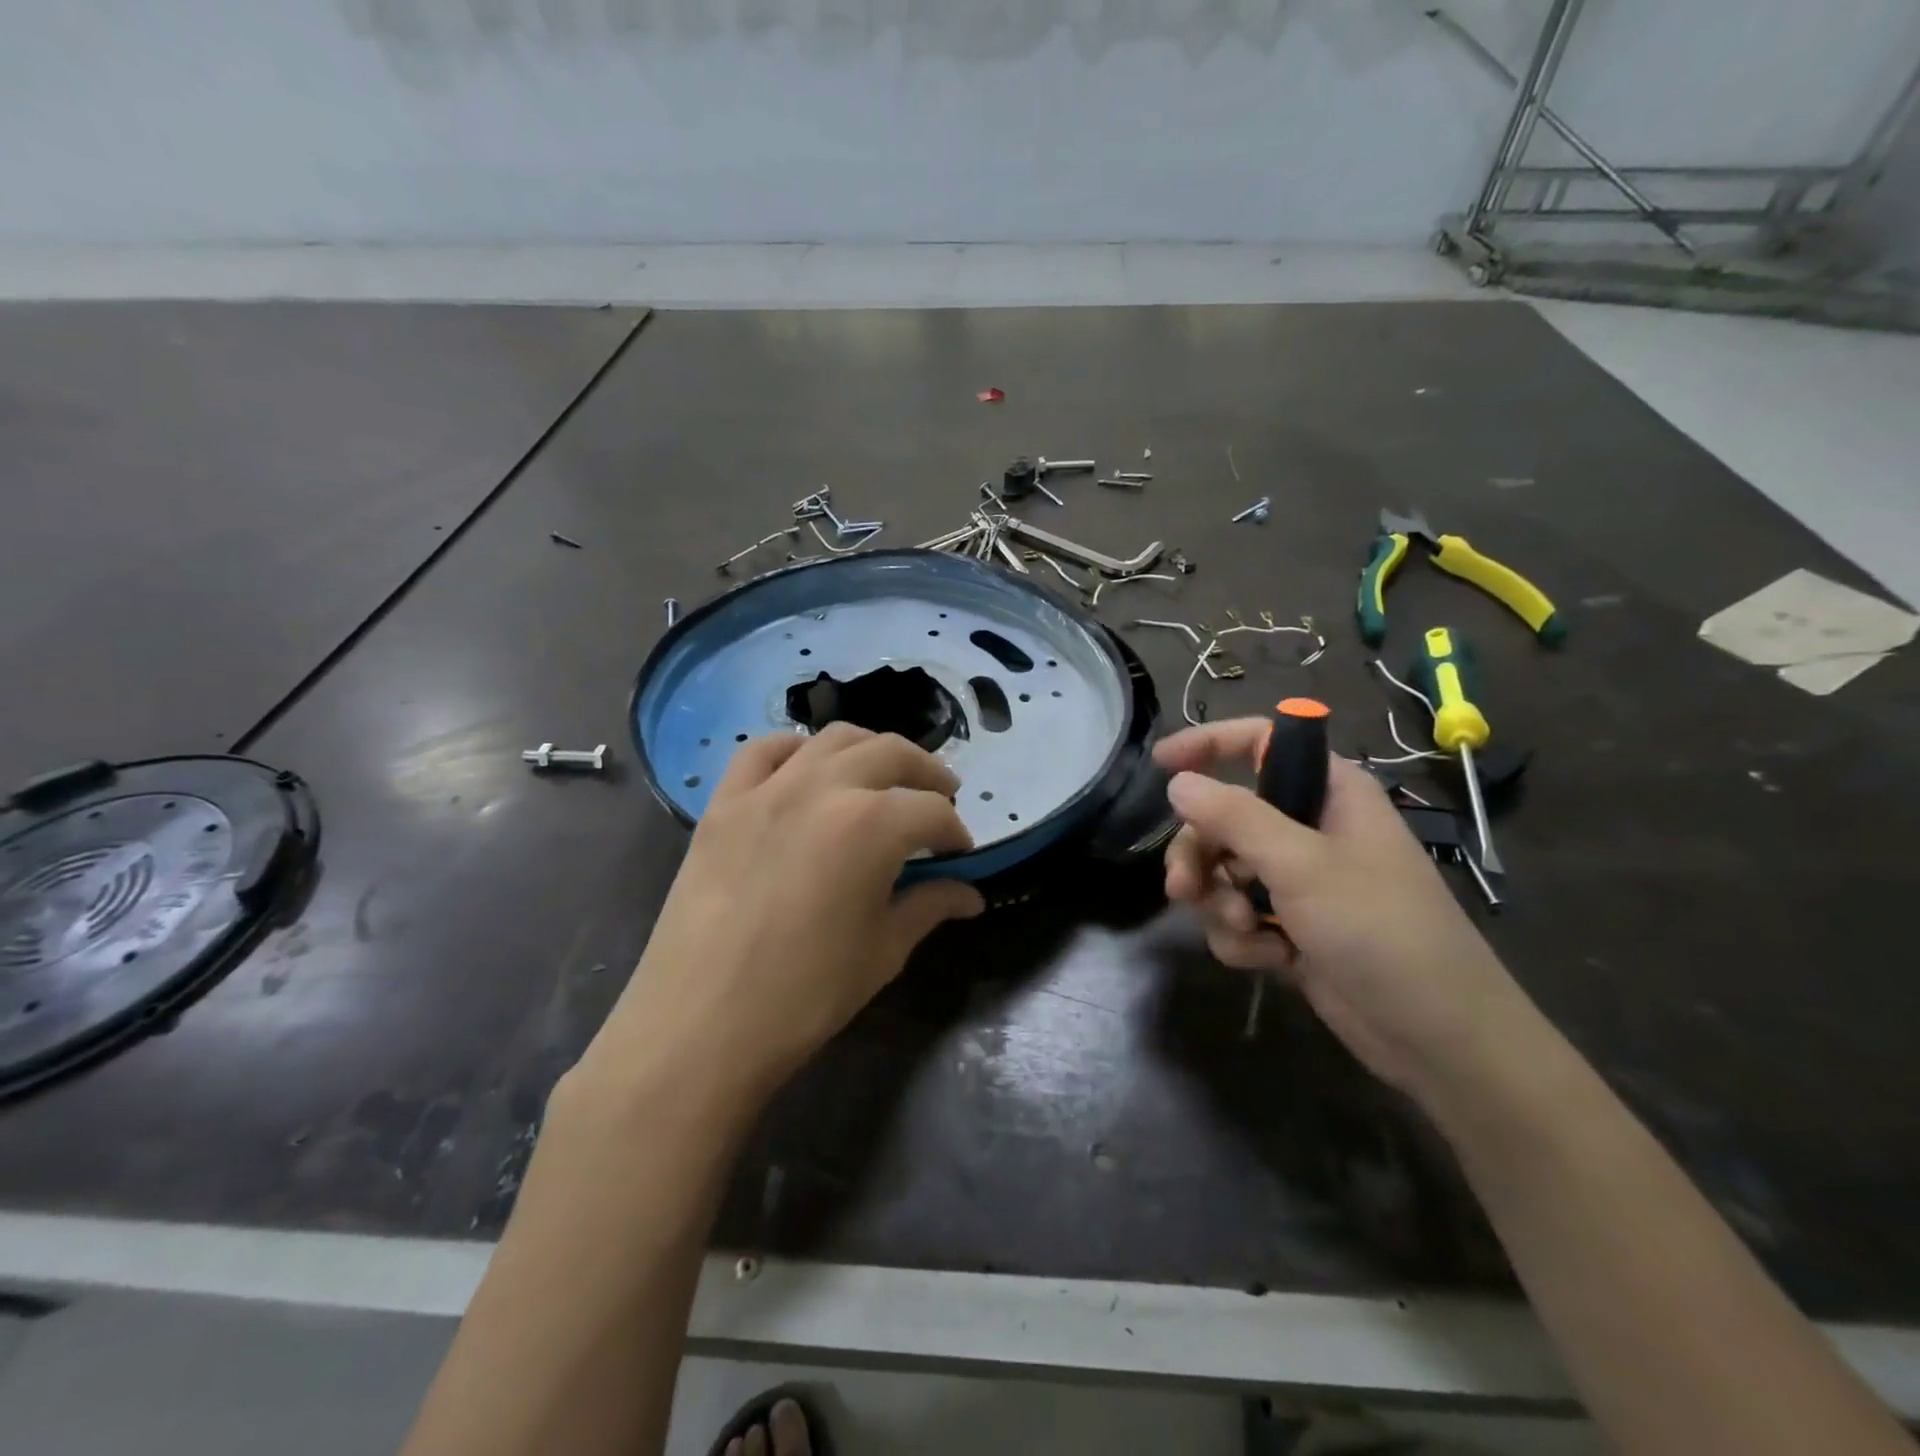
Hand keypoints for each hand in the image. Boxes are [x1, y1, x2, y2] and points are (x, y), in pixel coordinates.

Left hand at [576, 724, 983, 1107]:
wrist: (700, 1025)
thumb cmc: (805, 994)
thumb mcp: (883, 952)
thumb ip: (929, 907)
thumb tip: (970, 895)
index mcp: (871, 825)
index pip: (932, 813)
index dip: (956, 833)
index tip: (961, 857)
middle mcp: (823, 788)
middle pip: (891, 754)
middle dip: (927, 775)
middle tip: (942, 801)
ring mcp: (767, 789)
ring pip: (833, 739)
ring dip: (871, 750)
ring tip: (884, 777)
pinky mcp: (724, 803)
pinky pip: (762, 751)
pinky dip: (796, 750)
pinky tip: (808, 771)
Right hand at [1156, 719, 1526, 1102]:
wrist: (1437, 1037)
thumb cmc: (1380, 930)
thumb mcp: (1302, 865)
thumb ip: (1234, 817)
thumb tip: (1178, 782)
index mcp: (1328, 792)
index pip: (1258, 742)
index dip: (1208, 744)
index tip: (1160, 764)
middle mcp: (1309, 827)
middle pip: (1223, 817)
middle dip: (1200, 854)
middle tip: (1184, 887)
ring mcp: (1299, 880)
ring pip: (1223, 870)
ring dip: (1220, 903)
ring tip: (1244, 931)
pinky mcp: (1290, 925)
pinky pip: (1237, 914)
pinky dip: (1243, 937)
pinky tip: (1271, 960)